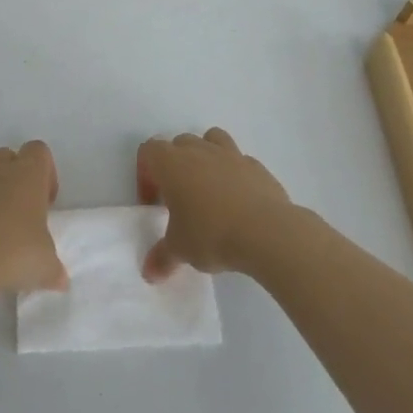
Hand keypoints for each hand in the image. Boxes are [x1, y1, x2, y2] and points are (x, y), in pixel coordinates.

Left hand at [0, 141, 66, 297]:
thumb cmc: (13, 257)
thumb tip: (60, 281)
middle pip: (6, 154)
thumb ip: (55, 269)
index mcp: (27, 175)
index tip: (44, 202)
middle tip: (15, 209)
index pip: (39, 151)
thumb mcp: (46, 267)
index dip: (44, 172)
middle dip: (12, 175)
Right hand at [138, 128, 290, 280]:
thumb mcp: (180, 249)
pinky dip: (234, 173)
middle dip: (175, 165)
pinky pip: (239, 160)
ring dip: (205, 156)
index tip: (153, 204)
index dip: (145, 174)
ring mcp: (230, 154)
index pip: (149, 151)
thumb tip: (149, 273)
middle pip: (179, 143)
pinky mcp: (256, 166)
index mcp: (172, 164)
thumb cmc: (211, 234)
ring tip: (209, 189)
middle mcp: (199, 150)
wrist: (266, 232)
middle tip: (179, 199)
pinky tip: (238, 201)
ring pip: (211, 139)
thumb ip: (162, 257)